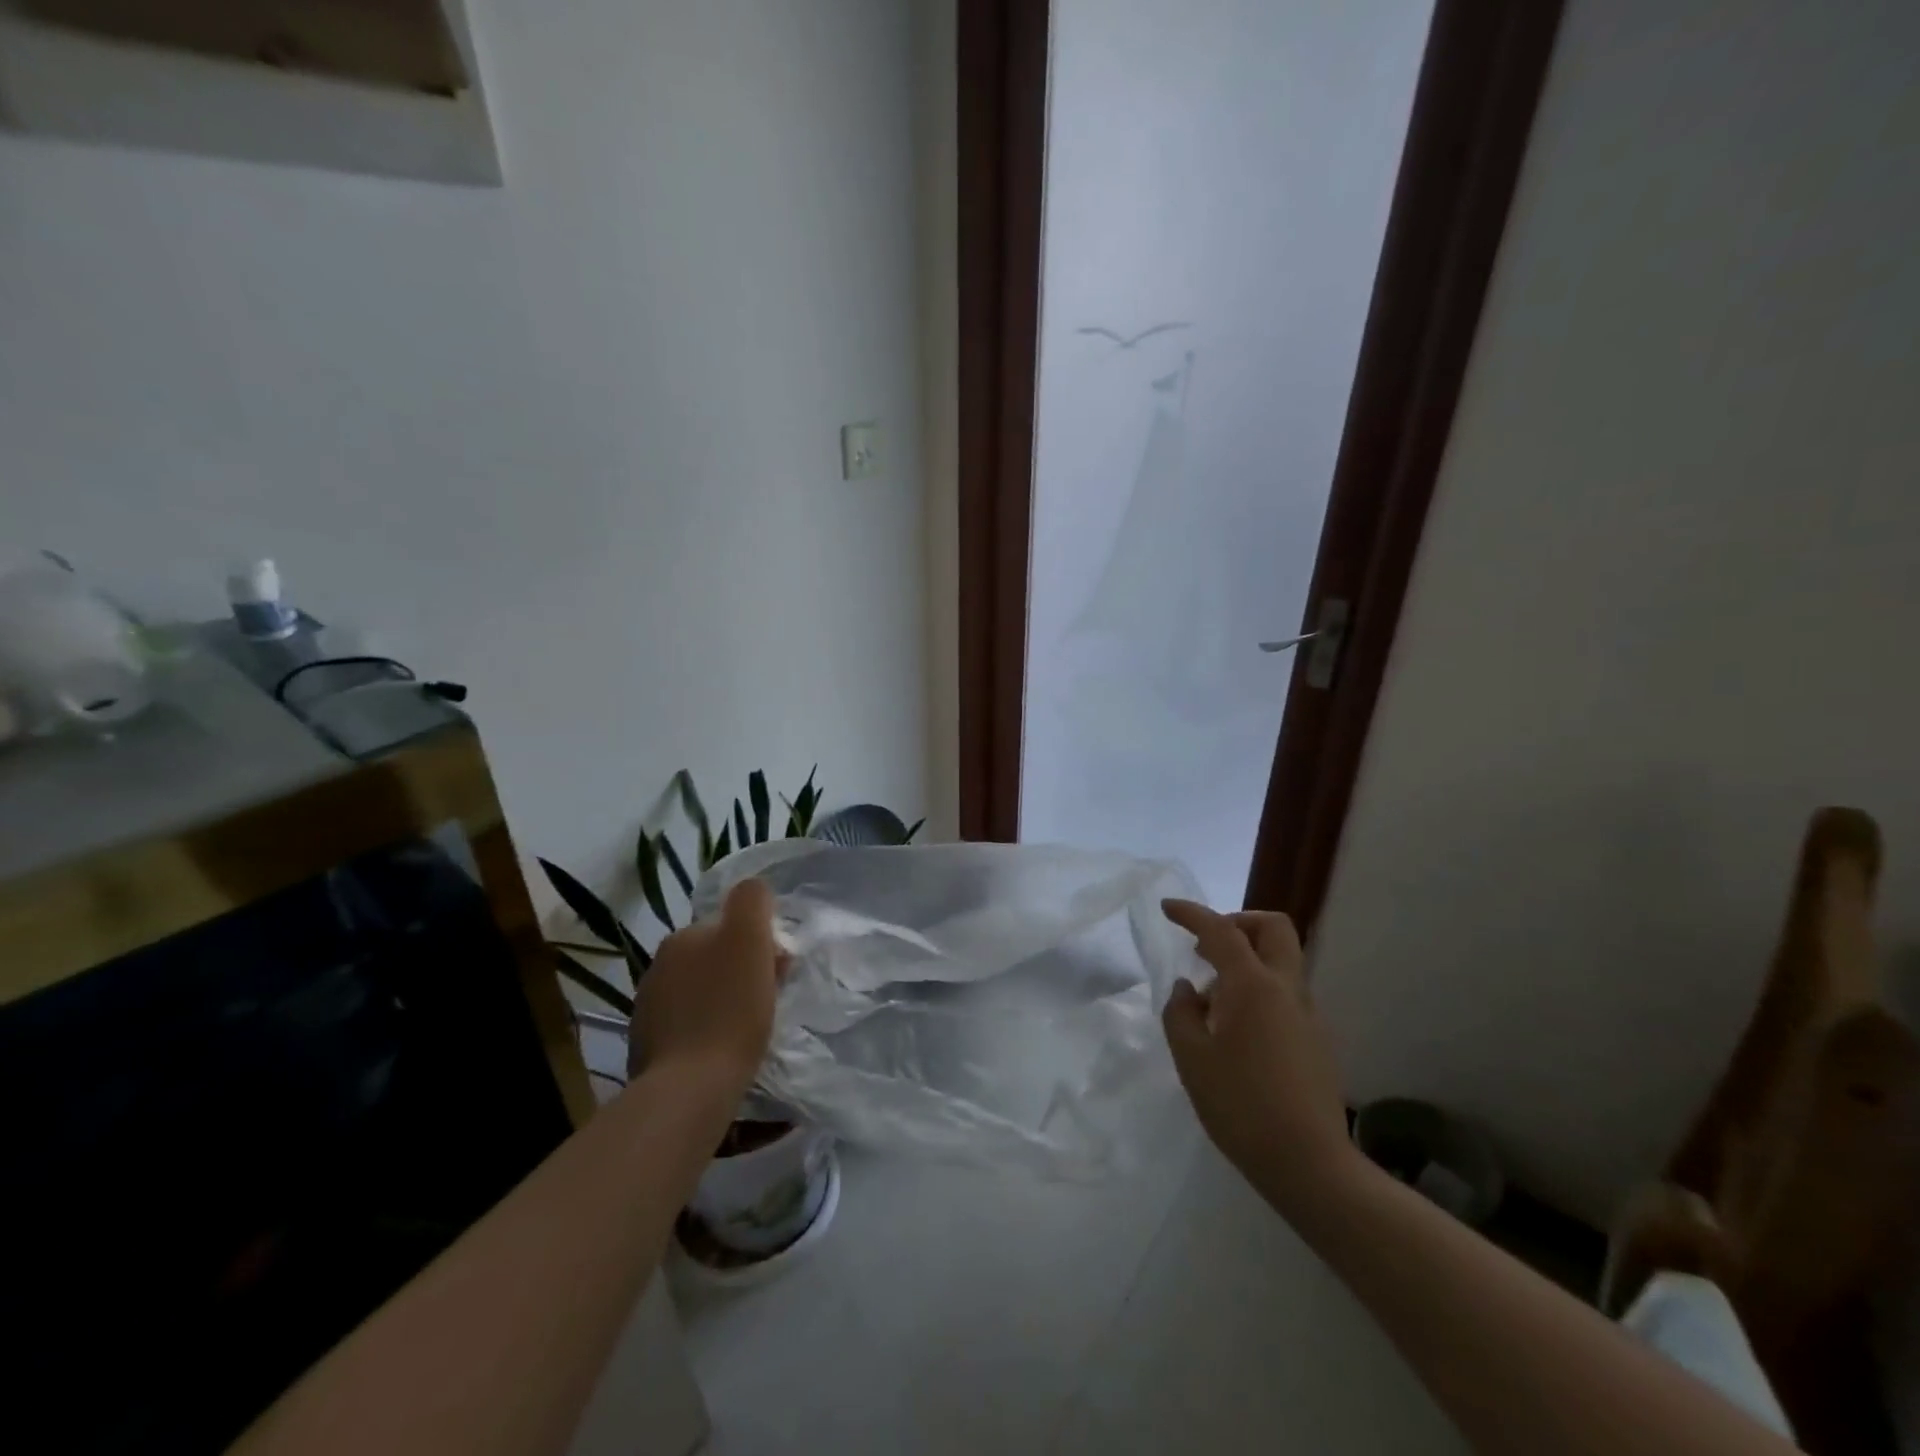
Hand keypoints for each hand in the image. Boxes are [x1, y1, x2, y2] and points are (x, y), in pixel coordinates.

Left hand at [629, 879, 782, 1091]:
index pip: (729, 928)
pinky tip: (721, 1051)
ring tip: (746, 1030)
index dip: (758, 945)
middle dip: (741, 972)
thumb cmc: (730, 1009)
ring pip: (700, 992)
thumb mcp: (749, 939)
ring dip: (723, 1001)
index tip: (777, 971)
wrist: (690, 1088)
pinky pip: (687, 1027)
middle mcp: (658, 966)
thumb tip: (754, 888)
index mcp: (681, 938)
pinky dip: (705, 1031)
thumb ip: (752, 901)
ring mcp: (648, 1009)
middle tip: (767, 1001)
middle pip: (713, 959)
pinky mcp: (646, 1048)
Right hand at [1161, 900, 1360, 1215]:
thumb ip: (1180, 1013)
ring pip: (1281, 961)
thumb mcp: (1191, 1058)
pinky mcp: (1317, 1040)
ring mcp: (1308, 1014)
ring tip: (1212, 1000)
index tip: (1168, 909)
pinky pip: (1286, 994)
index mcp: (1253, 986)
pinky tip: (1236, 1031)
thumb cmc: (1240, 1106)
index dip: (1192, 913)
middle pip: (1272, 928)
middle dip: (1238, 922)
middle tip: (1207, 946)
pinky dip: (1259, 990)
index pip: (1221, 930)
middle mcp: (1287, 989)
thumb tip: (1188, 989)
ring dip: (1247, 960)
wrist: (1309, 1165)